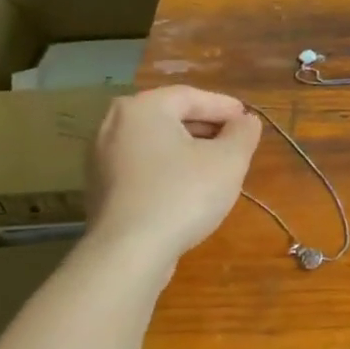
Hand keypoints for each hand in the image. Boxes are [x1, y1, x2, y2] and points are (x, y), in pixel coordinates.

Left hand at [84, 86, 261, 269]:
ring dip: (188, 148)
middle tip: (236, 141)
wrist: (129, 252)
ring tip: (217, 165)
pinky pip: (142, 165)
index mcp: (143, 108)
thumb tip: (246, 121)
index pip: (191, 96)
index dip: (225, 107)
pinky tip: (188, 188)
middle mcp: (114, 125)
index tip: (248, 119)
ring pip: (156, 142)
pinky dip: (168, 167)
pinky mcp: (101, 187)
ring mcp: (101, 158)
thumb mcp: (229, 161)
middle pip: (170, 117)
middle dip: (207, 127)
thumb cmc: (183, 194)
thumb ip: (243, 134)